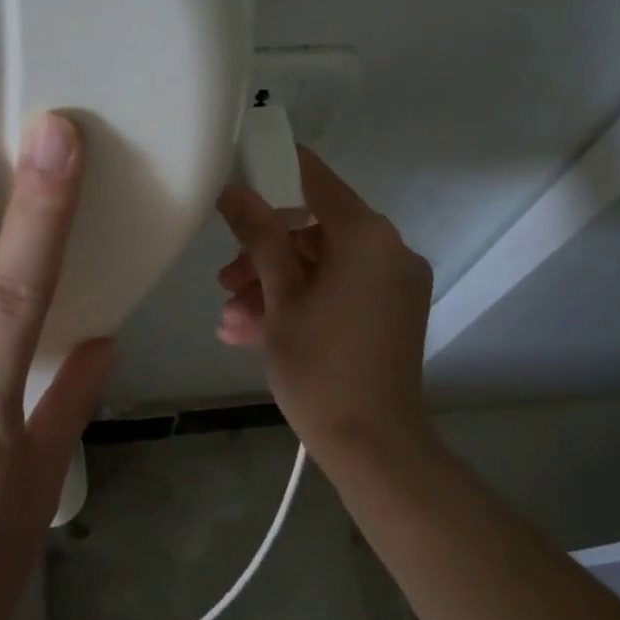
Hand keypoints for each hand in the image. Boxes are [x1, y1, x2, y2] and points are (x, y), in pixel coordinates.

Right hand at [214, 148, 433, 458]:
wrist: (373, 446)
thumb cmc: (319, 366)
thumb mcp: (279, 298)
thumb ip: (259, 236)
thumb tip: (235, 191)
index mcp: (367, 236)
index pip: (317, 181)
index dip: (276, 172)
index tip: (240, 176)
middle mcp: (390, 251)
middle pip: (315, 231)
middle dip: (264, 254)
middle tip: (225, 281)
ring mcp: (395, 285)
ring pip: (323, 267)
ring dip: (275, 286)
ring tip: (231, 319)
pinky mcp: (392, 315)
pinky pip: (340, 292)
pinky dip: (302, 304)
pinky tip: (253, 332)